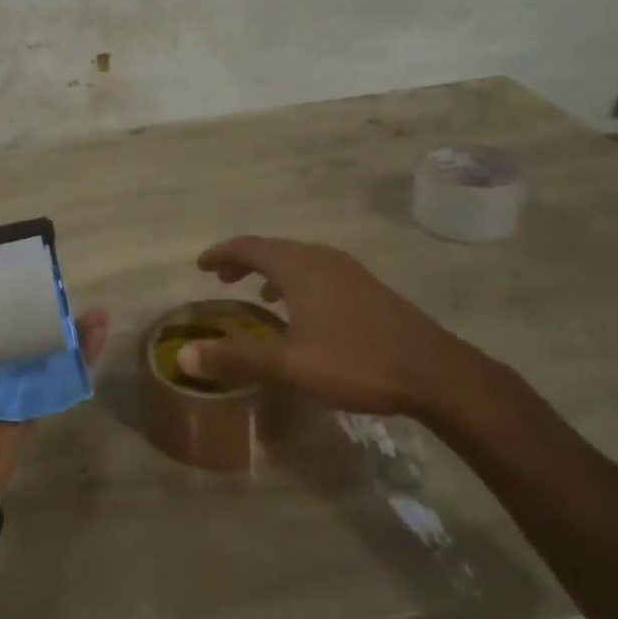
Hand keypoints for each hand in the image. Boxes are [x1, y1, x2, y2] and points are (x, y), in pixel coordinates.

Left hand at [0, 238, 107, 496]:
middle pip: (7, 315)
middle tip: (54, 273)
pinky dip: (81, 350)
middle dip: (30, 294)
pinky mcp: (33, 398)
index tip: (13, 250)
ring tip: (84, 302)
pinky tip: (99, 328)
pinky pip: (60, 369)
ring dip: (62, 320)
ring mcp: (6, 377)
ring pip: (38, 339)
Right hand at [177, 236, 508, 419]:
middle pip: (274, 249)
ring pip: (299, 260)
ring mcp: (349, 271)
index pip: (250, 247)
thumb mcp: (289, 364)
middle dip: (244, 260)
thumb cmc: (356, 362)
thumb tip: (184, 357)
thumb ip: (236, 358)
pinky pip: (319, 273)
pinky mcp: (367, 287)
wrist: (432, 371)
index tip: (201, 265)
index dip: (222, 253)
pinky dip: (296, 281)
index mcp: (300, 267)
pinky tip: (302, 311)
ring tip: (255, 292)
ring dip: (272, 271)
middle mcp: (323, 259)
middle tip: (220, 277)